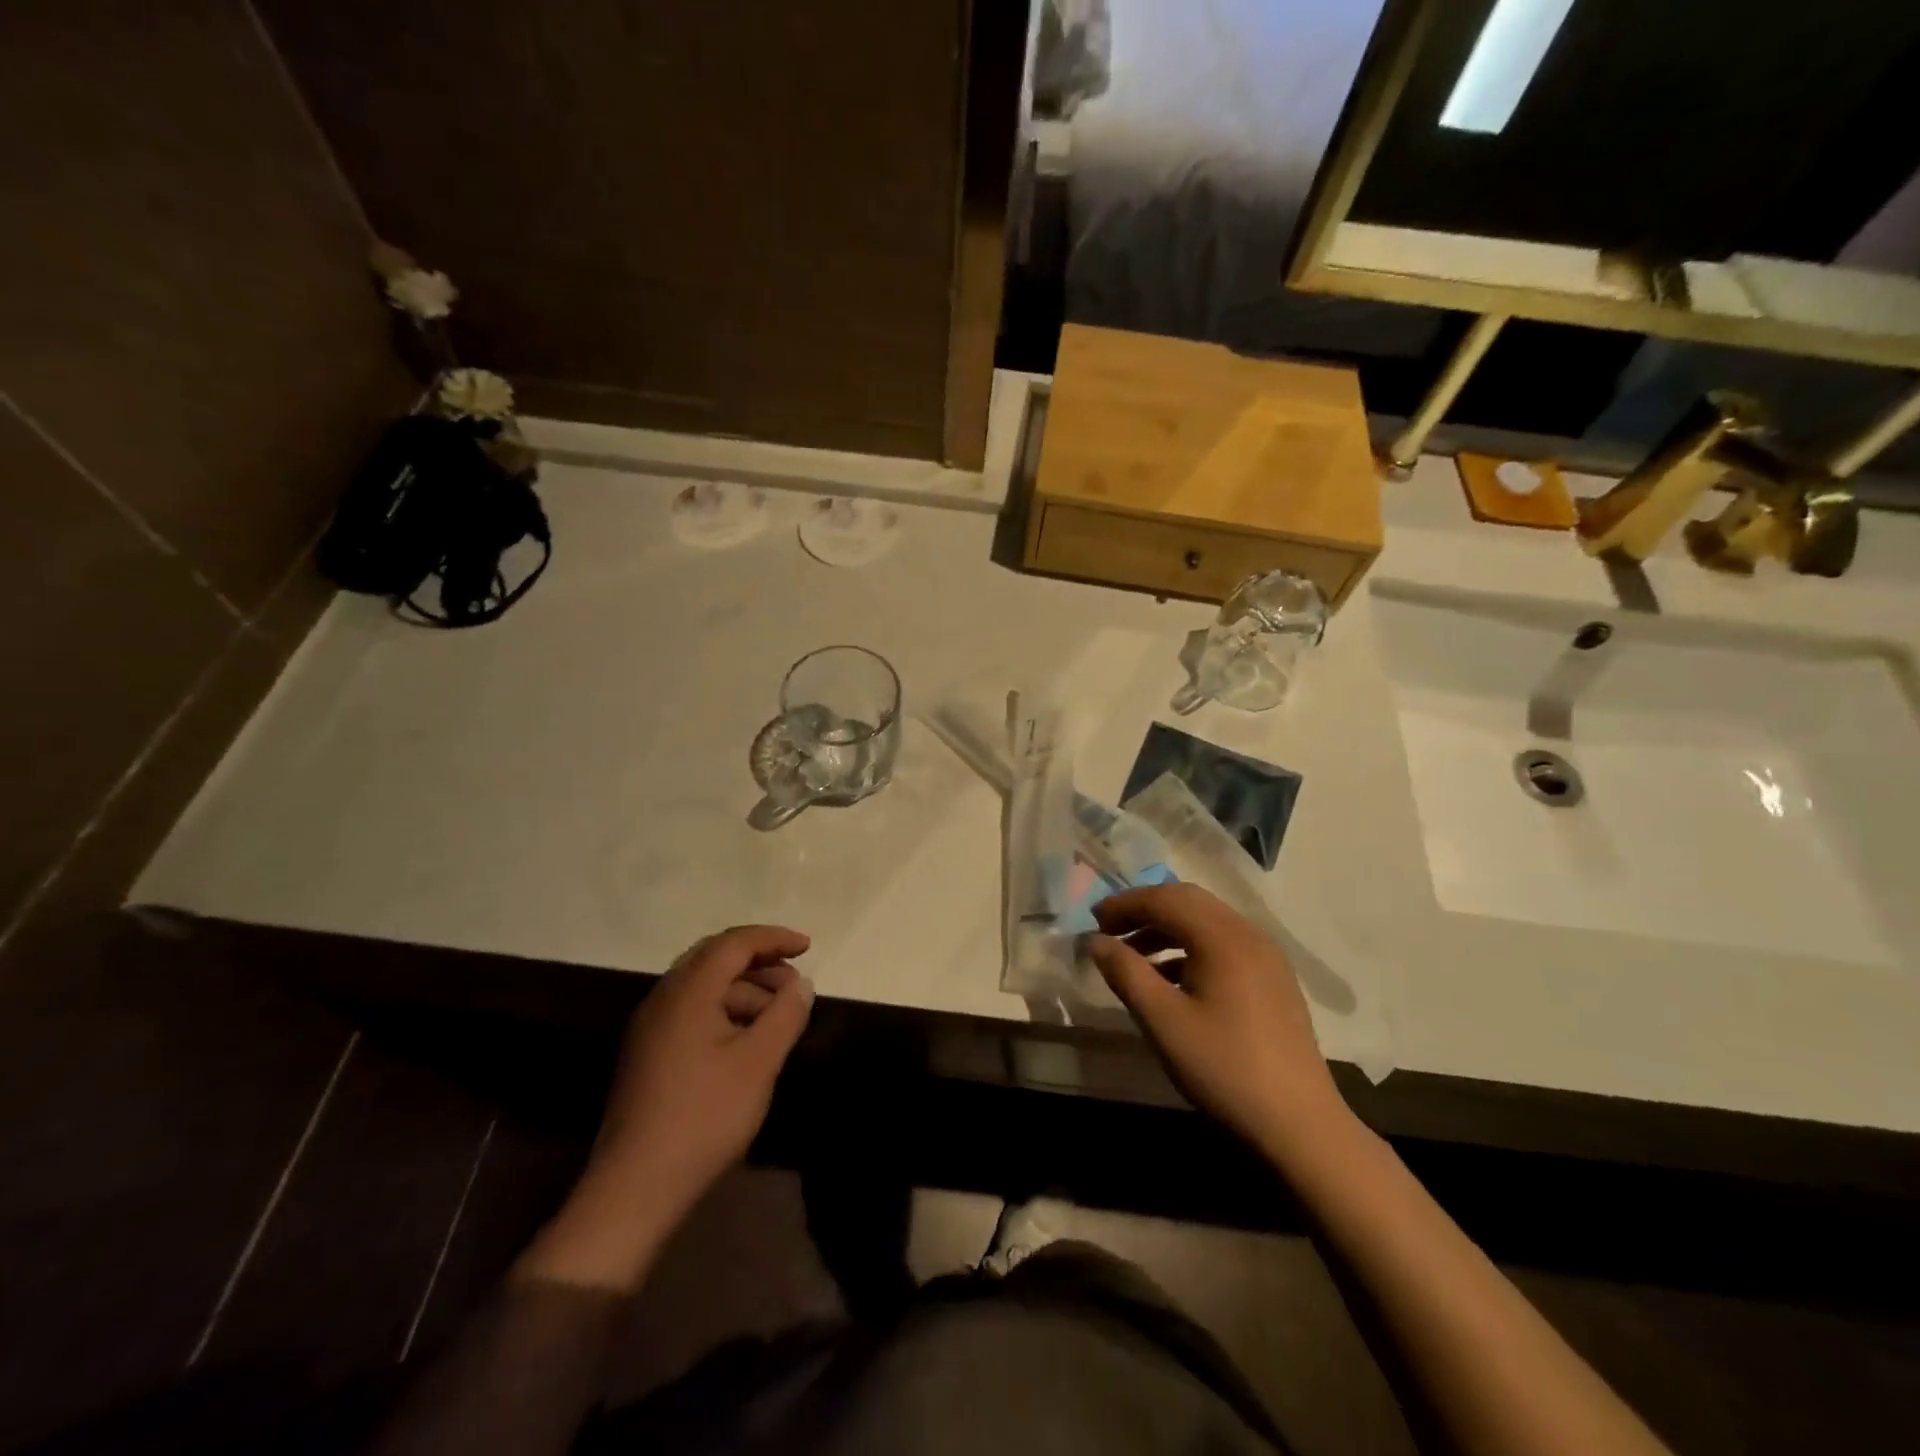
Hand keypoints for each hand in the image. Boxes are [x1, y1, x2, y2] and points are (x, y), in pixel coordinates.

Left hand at [520, 926, 813, 1290]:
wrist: (635, 1187)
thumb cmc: (704, 1116)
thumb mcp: (758, 1063)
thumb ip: (785, 1014)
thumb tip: (801, 983)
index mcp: (687, 992)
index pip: (734, 943)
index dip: (773, 938)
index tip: (808, 947)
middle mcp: (663, 999)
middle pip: (715, 958)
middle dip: (759, 961)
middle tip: (794, 980)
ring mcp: (651, 1028)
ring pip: (704, 987)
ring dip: (745, 989)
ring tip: (778, 1014)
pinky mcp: (648, 1054)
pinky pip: (693, 1011)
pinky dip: (726, 1010)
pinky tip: (748, 1039)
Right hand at [1088, 885, 1344, 1152]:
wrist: (1300, 1126)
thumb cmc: (1224, 1068)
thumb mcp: (1163, 1021)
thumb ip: (1125, 973)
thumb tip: (1095, 941)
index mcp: (1222, 937)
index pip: (1164, 899)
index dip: (1124, 905)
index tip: (1092, 922)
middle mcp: (1248, 934)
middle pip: (1188, 901)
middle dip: (1144, 910)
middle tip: (1109, 930)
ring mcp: (1266, 956)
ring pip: (1206, 921)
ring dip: (1166, 928)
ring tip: (1133, 956)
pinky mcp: (1273, 979)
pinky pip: (1223, 944)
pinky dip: (1190, 947)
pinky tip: (1170, 979)